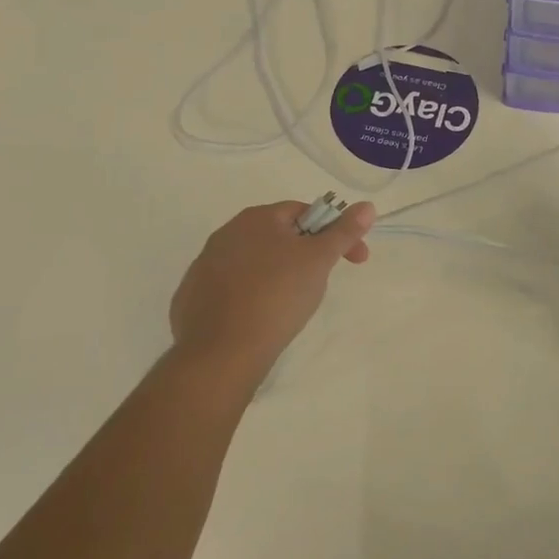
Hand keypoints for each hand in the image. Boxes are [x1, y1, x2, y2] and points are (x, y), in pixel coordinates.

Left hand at [169, 200, 375, 377]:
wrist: (221, 353)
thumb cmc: (277, 296)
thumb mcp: (319, 260)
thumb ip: (344, 231)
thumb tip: (367, 205)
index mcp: (256, 218)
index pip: (303, 212)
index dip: (333, 232)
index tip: (353, 259)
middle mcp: (226, 234)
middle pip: (278, 236)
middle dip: (305, 254)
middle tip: (322, 282)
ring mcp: (204, 266)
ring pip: (254, 263)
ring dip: (277, 274)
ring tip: (292, 304)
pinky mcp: (192, 298)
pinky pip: (232, 288)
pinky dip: (251, 296)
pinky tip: (261, 318)